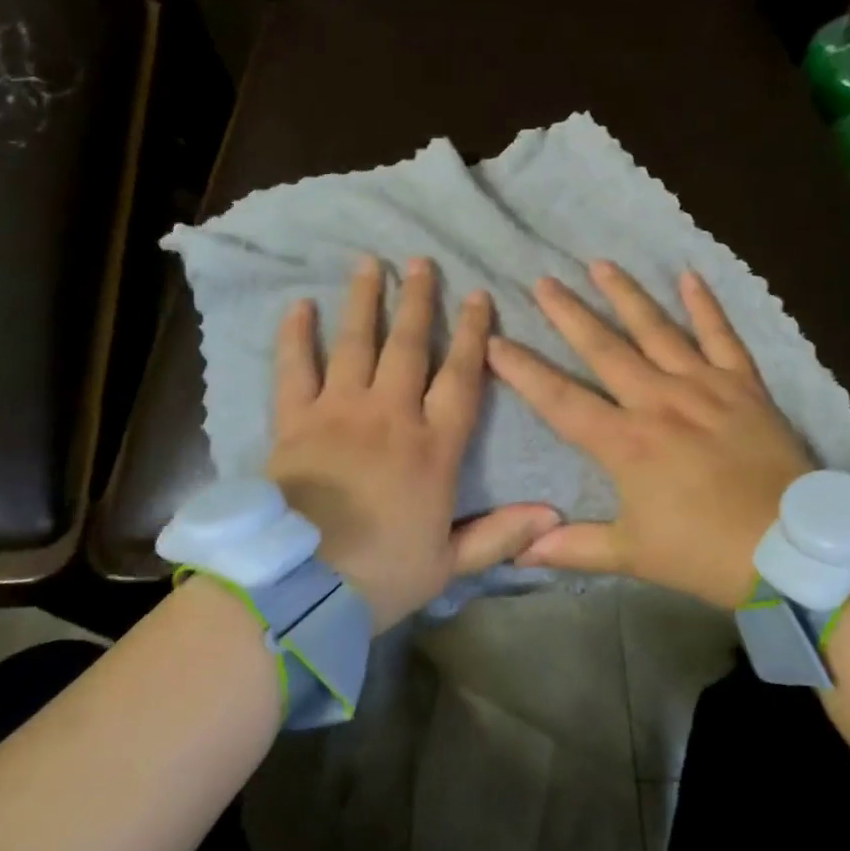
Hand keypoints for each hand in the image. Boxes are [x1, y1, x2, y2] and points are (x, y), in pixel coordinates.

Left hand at [267, 255, 559, 629]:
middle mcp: (390, 416)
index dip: (473, 334)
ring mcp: (339, 412)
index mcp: (433, 448)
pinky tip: (299, 305)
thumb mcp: (448, 565)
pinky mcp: (295, 422)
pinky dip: (296, 336)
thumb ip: (500, 534)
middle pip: (408, 346)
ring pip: (355, 344)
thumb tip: (554, 515)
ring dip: (364, 301)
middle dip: (418, 301)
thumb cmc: (380, 576)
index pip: (461, 377)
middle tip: (421, 262)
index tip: (479, 296)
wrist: (298, 588)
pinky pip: (295, 369)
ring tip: (369, 263)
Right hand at [485, 262, 812, 608]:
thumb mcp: (634, 555)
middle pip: (603, 349)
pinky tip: (688, 275)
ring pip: (656, 330)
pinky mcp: (743, 385)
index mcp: (625, 442)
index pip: (560, 399)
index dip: (522, 370)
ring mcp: (703, 387)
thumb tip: (519, 553)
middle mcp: (657, 401)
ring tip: (599, 263)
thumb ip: (574, 548)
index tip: (494, 341)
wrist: (793, 549)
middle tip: (543, 282)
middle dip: (568, 314)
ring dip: (625, 295)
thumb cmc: (705, 553)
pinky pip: (721, 336)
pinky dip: (705, 305)